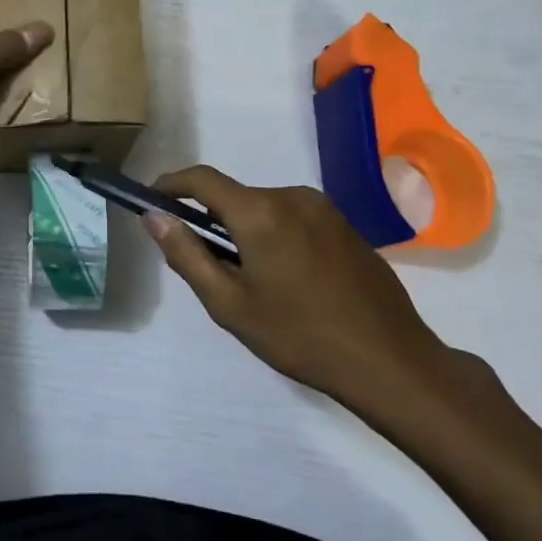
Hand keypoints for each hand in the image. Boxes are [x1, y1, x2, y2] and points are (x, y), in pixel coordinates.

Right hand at [145, 166, 499, 431]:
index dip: (171, 184)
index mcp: (261, 212)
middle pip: (234, 196)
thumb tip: (154, 217)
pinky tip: (285, 280)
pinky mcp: (346, 226)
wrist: (389, 361)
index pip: (202, 180)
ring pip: (265, 208)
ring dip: (244, 230)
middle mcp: (294, 197)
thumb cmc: (299, 336)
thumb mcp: (229, 303)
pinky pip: (293, 219)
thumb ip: (186, 255)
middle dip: (210, 220)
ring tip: (248, 281)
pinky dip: (274, 236)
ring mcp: (325, 209)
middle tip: (204, 265)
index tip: (152, 201)